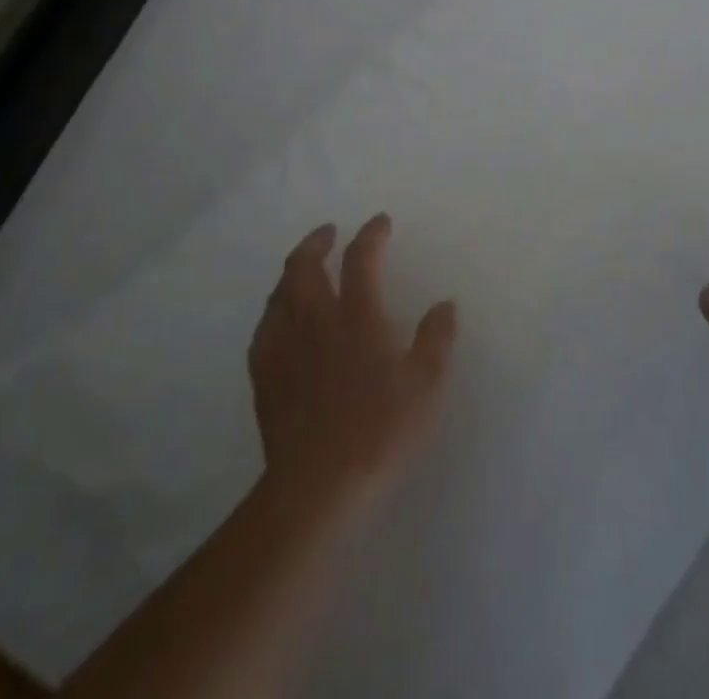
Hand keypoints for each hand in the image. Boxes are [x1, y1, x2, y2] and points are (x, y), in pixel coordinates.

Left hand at [248, 215, 457, 506]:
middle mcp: (316, 320)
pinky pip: (264, 328)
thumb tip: (445, 304)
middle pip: (305, 265)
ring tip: (304, 269)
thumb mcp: (425, 385)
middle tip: (329, 233)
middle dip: (317, 241)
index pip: (360, 258)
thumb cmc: (380, 431)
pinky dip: (274, 310)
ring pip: (280, 292)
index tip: (380, 222)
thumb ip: (436, 339)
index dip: (370, 234)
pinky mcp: (264, 376)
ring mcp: (284, 347)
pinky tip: (279, 319)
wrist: (317, 485)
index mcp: (357, 316)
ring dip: (293, 271)